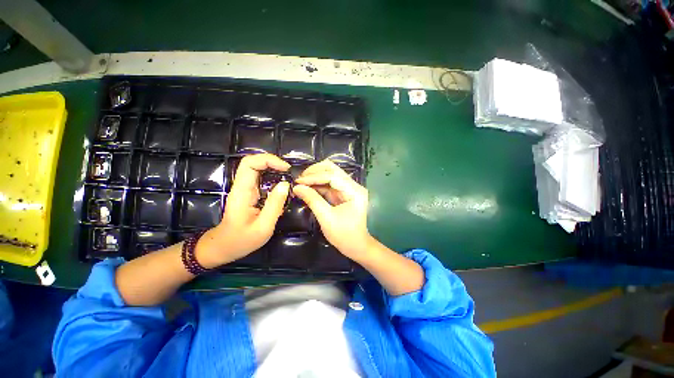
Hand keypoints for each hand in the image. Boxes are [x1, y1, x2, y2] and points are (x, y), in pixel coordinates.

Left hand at [196, 154, 290, 267]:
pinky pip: (260, 178)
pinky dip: (272, 177)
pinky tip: (282, 187)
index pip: (250, 163)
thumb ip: (275, 205)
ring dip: (273, 169)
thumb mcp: (263, 226)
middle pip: (253, 162)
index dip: (269, 160)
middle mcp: (241, 187)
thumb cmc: (242, 240)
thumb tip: (285, 184)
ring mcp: (244, 189)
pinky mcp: (249, 194)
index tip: (286, 169)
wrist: (223, 247)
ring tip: (288, 178)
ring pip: (256, 169)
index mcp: (242, 192)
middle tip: (288, 172)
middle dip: (272, 162)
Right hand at [293, 160, 370, 260]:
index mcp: (354, 191)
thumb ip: (312, 200)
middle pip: (333, 170)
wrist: (357, 247)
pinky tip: (307, 188)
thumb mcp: (326, 218)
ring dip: (315, 177)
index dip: (314, 177)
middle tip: (299, 179)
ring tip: (300, 183)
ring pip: (330, 175)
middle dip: (315, 172)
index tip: (298, 181)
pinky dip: (318, 185)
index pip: (333, 176)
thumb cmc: (344, 235)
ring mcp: (348, 189)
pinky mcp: (343, 194)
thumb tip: (296, 187)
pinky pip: (329, 185)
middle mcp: (353, 186)